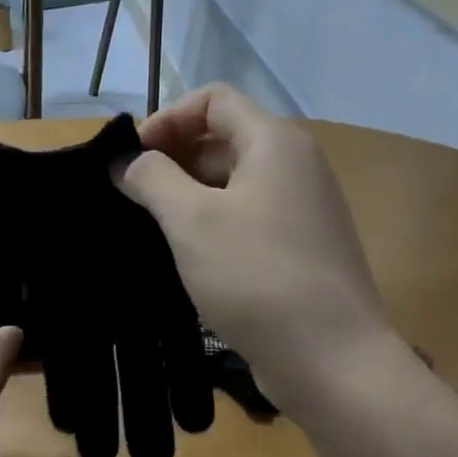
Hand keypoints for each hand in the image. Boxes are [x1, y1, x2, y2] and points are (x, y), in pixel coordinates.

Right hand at [115, 84, 389, 395]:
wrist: (330, 357)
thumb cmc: (255, 276)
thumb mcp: (191, 221)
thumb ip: (152, 179)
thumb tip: (128, 162)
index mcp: (274, 143)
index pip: (214, 99)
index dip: (167, 118)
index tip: (133, 160)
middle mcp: (295, 164)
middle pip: (224, 137)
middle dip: (173, 157)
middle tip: (133, 195)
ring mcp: (302, 207)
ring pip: (234, 180)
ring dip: (189, 192)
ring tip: (152, 226)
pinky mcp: (301, 245)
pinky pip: (248, 214)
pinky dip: (212, 220)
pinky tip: (187, 253)